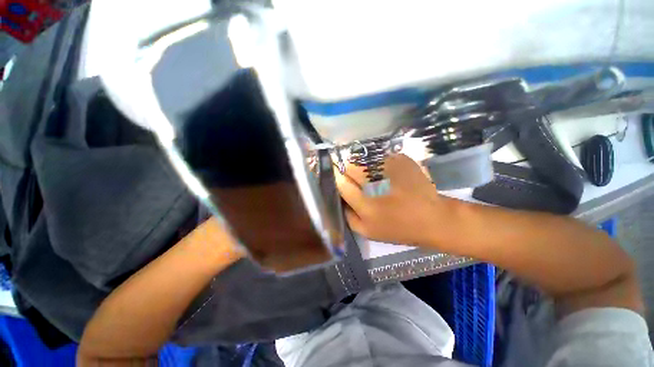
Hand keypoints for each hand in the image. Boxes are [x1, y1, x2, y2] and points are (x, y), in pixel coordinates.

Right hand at [335, 154, 458, 247]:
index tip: (340, 178)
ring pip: (364, 159)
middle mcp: (375, 184)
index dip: (338, 178)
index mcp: (365, 205)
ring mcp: (390, 169)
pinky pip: (380, 157)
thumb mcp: (368, 232)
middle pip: (350, 166)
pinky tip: (386, 173)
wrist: (433, 218)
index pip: (341, 182)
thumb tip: (340, 198)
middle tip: (356, 178)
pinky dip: (378, 163)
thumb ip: (349, 216)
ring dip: (363, 165)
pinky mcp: (402, 160)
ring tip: (372, 175)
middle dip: (348, 170)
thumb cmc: (399, 228)